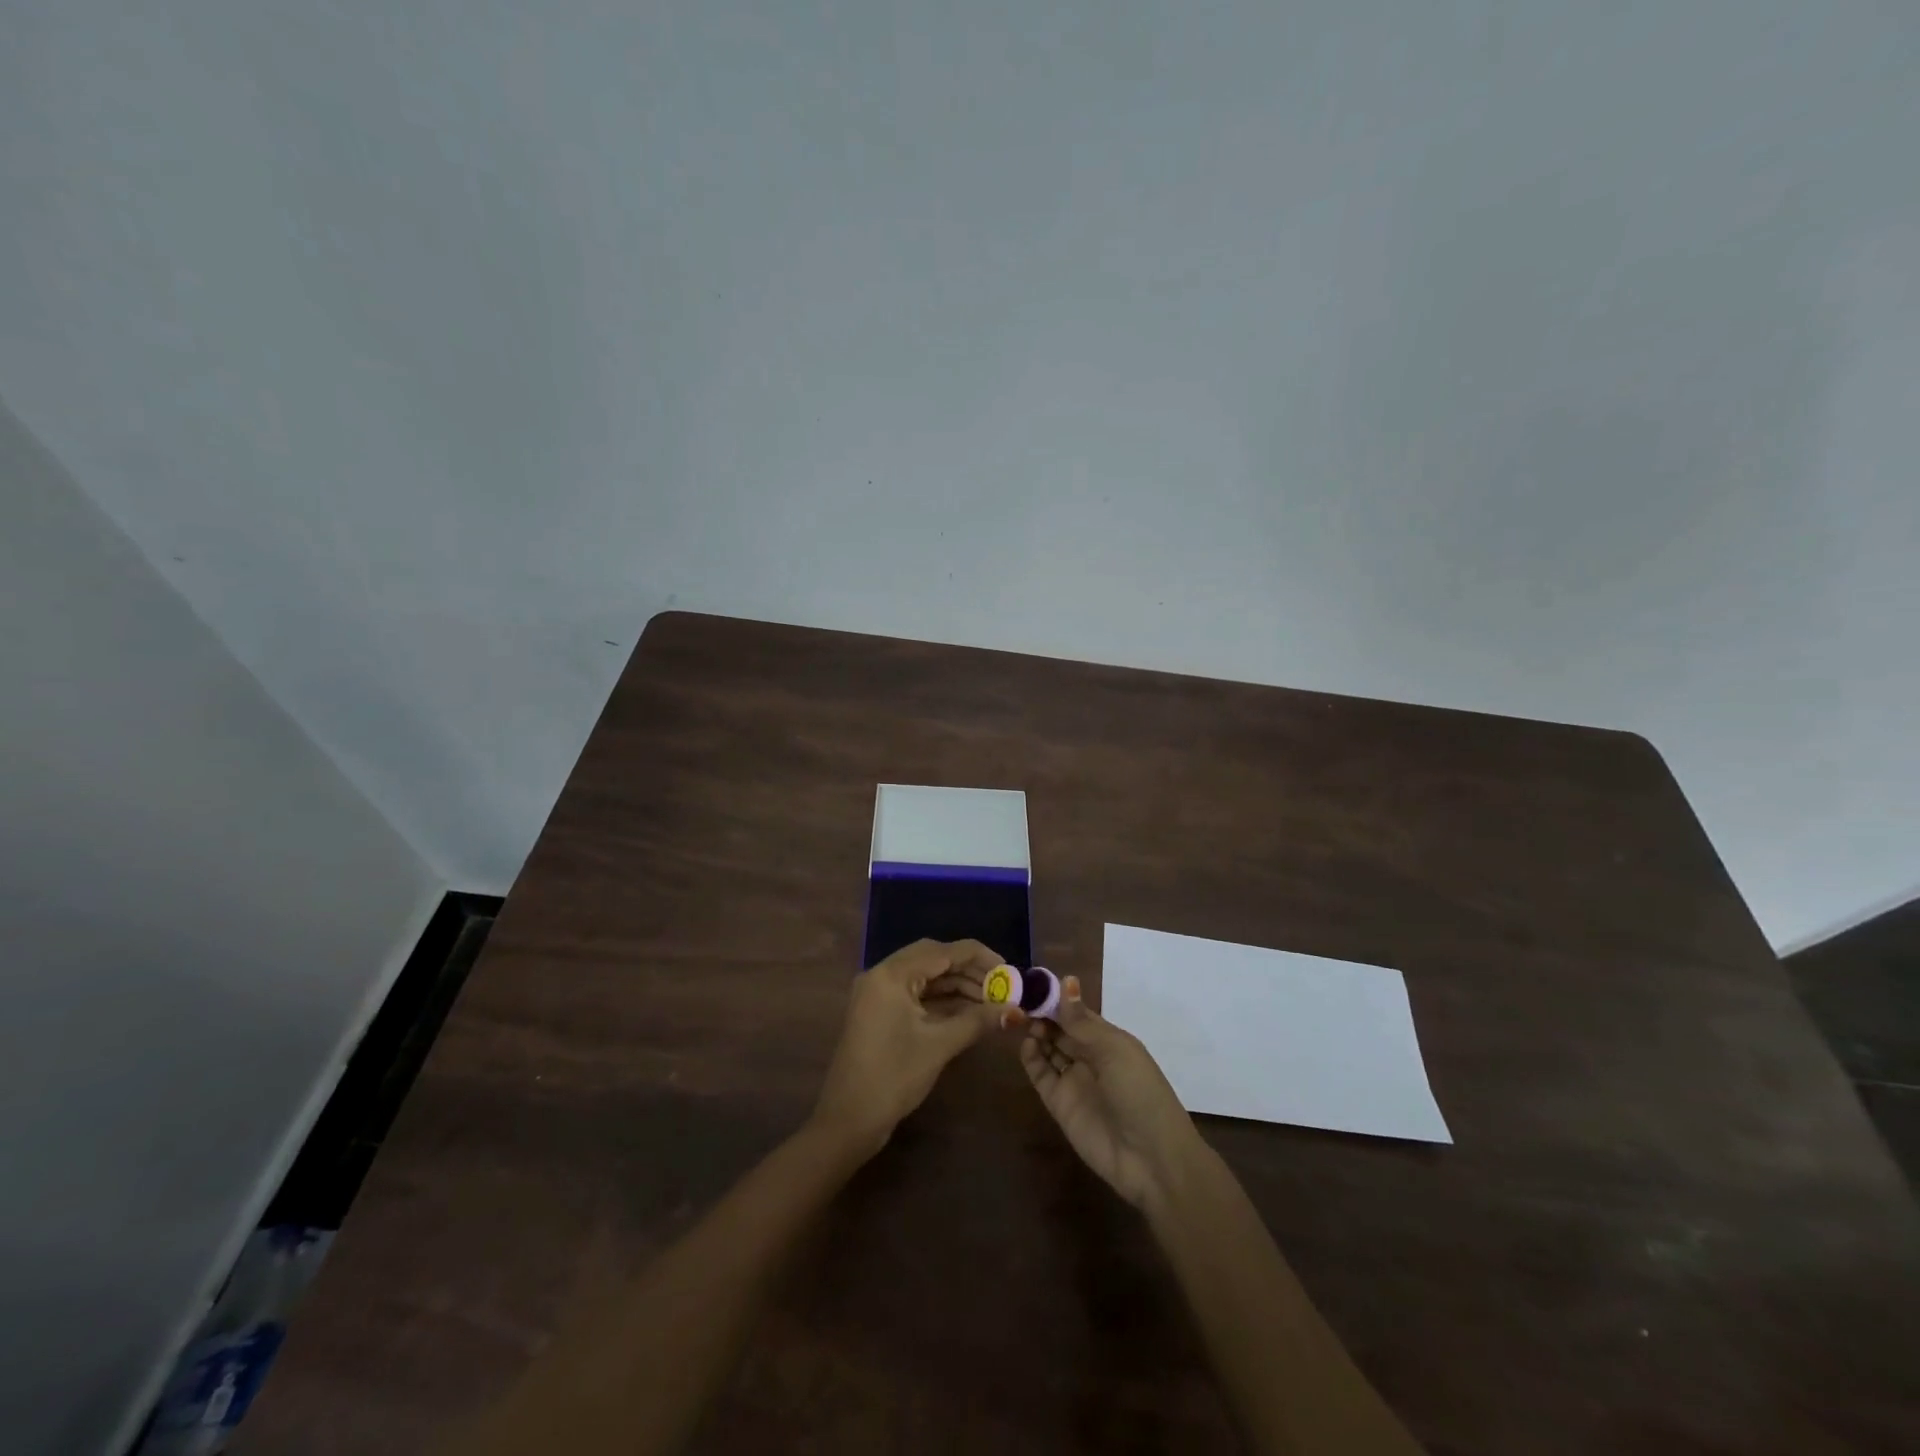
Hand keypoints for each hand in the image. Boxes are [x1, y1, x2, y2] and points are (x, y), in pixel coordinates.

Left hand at [812, 939, 1015, 1157]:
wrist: (848, 1120)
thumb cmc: (894, 1076)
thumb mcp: (940, 1045)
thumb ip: (978, 1021)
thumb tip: (1015, 1011)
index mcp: (892, 974)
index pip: (943, 951)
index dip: (979, 957)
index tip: (1009, 970)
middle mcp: (882, 974)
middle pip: (933, 959)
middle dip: (969, 971)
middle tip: (1001, 986)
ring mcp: (878, 993)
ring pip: (925, 977)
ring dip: (957, 986)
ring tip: (991, 1001)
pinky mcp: (880, 1011)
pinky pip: (916, 994)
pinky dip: (941, 1000)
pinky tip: (968, 1012)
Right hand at [1020, 975, 1201, 1207]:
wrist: (1151, 1159)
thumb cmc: (1140, 1092)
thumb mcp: (1114, 1050)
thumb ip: (1082, 1022)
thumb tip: (1066, 980)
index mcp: (1109, 1040)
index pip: (1077, 1013)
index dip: (1057, 999)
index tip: (1033, 983)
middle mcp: (1090, 1057)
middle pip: (1060, 1030)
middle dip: (1042, 1014)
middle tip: (1018, 999)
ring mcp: (1074, 1081)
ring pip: (1048, 1049)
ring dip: (1036, 1032)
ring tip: (1019, 1019)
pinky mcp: (1059, 1104)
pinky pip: (1042, 1075)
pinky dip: (1031, 1058)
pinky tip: (1026, 1044)